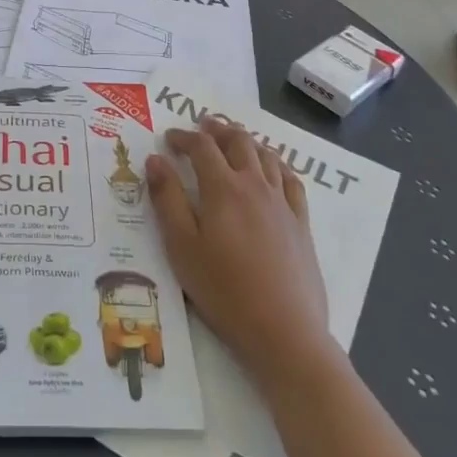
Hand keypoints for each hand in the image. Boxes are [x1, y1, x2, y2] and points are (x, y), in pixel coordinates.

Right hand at [146, 117, 328, 389]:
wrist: (284, 331)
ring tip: (235, 138)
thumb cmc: (224, 290)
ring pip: (266, 155)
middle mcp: (254, 185)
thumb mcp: (182, 247)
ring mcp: (282, 203)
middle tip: (204, 125)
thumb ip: (167, 200)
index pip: (202, 147)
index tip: (169, 139)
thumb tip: (155, 160)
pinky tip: (273, 168)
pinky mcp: (301, 223)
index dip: (184, 137)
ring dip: (247, 140)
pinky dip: (277, 164)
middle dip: (218, 129)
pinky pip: (291, 179)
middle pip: (238, 141)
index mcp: (223, 189)